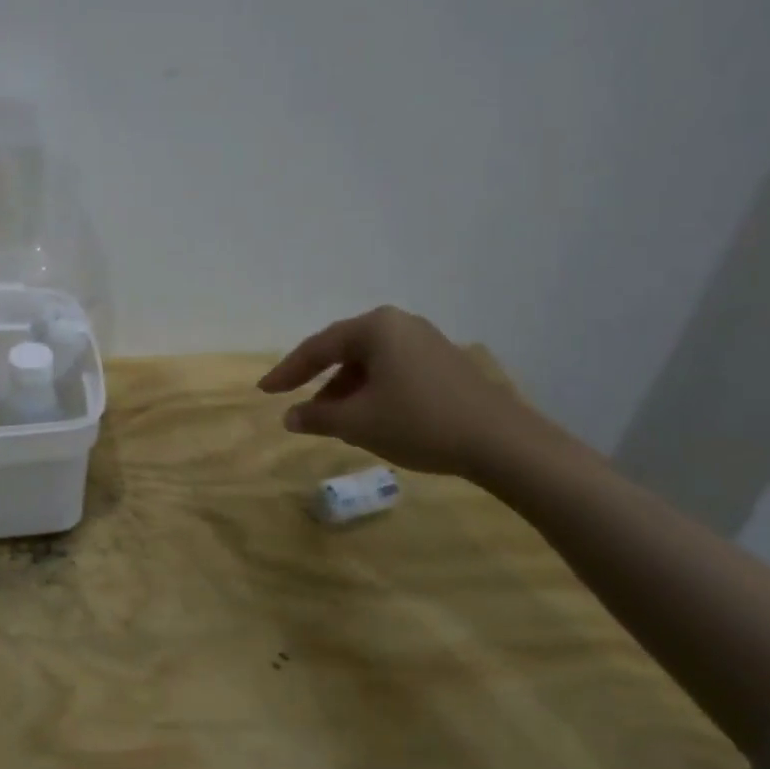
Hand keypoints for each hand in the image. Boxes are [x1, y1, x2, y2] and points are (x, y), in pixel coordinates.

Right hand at [257, 306, 543, 478]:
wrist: (505, 444)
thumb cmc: (419, 422)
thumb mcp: (358, 422)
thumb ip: (317, 416)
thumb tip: (290, 417)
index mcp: (375, 327)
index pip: (317, 347)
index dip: (288, 371)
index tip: (265, 391)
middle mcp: (399, 324)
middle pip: (345, 351)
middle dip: (320, 380)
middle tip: (296, 401)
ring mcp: (427, 342)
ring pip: (370, 364)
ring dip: (347, 390)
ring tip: (333, 419)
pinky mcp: (446, 364)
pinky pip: (394, 371)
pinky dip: (374, 391)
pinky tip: (371, 418)